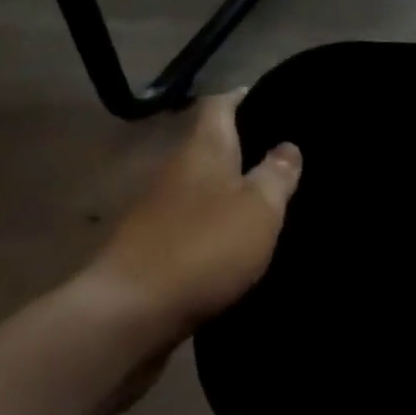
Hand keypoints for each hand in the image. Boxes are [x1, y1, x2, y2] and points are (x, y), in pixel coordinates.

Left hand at [72, 91, 301, 355]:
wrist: (127, 317)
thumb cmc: (202, 247)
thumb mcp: (259, 207)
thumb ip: (277, 174)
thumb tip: (288, 146)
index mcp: (203, 148)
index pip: (220, 104)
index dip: (244, 97)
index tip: (274, 98)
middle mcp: (177, 170)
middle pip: (211, 145)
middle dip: (244, 146)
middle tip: (285, 152)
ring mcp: (159, 212)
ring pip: (203, 186)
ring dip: (231, 189)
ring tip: (271, 197)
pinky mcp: (152, 250)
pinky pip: (193, 223)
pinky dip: (216, 225)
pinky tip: (239, 240)